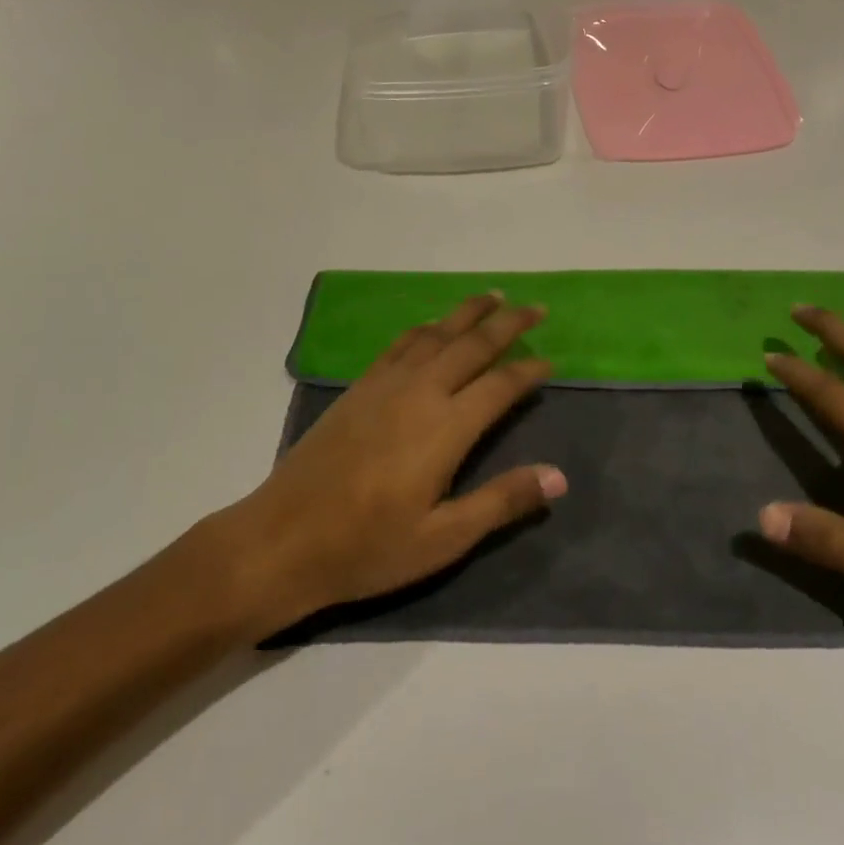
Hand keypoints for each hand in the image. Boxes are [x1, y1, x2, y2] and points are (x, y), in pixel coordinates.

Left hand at [225, 294, 566, 634]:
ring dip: (468, 313)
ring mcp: (386, 384)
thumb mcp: (444, 538)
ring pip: (437, 334)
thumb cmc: (368, 547)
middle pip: (472, 344)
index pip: (499, 385)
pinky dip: (427, 327)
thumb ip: (502, 501)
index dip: (528, 371)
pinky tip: (434, 327)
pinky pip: (402, 343)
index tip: (551, 362)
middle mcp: (420, 391)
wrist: (283, 538)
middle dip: (508, 323)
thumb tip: (560, 475)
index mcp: (446, 427)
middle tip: (536, 308)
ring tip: (493, 298)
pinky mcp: (360, 387)